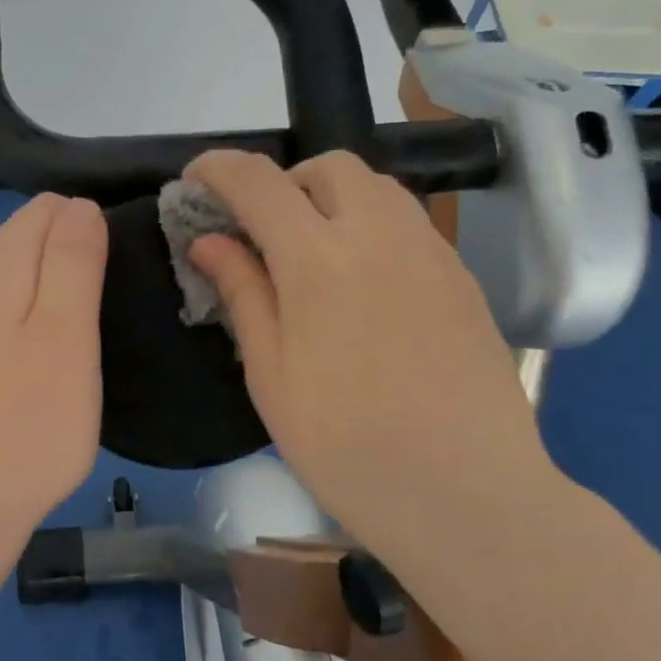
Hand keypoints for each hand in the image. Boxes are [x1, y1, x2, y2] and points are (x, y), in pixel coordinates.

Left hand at [0, 193, 107, 558]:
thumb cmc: (26, 428)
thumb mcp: (66, 338)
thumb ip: (73, 262)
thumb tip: (79, 205)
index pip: (46, 209)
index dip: (90, 229)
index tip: (117, 280)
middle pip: (22, 239)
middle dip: (68, 259)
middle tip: (103, 318)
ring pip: (6, 278)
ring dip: (46, 293)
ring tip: (78, 343)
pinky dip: (21, 324)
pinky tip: (36, 366)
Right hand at [186, 149, 554, 552]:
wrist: (465, 494)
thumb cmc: (346, 446)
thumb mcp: (271, 375)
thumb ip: (242, 293)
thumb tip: (209, 241)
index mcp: (318, 259)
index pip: (258, 181)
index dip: (218, 169)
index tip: (194, 182)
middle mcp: (379, 233)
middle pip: (327, 167)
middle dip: (283, 183)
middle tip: (262, 234)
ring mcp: (430, 251)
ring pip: (375, 187)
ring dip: (331, 200)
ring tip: (312, 256)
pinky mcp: (461, 276)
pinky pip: (407, 223)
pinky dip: (370, 227)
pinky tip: (362, 286)